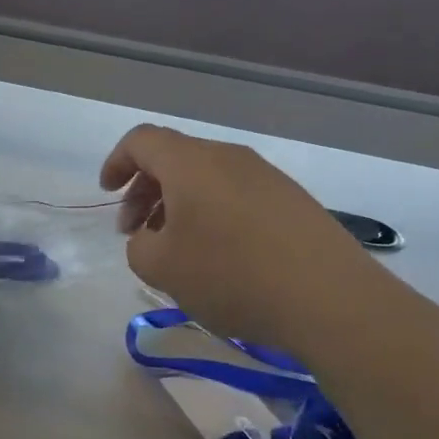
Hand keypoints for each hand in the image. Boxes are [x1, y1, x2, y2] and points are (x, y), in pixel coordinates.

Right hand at [100, 124, 406, 356]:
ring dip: (179, 204)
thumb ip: (139, 246)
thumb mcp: (161, 268)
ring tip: (175, 248)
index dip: (117, 162)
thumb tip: (151, 238)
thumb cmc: (231, 275)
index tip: (107, 193)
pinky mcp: (292, 201)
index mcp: (191, 162)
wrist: (330, 298)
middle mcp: (228, 157)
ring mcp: (266, 176)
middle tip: (135, 232)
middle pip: (174, 158)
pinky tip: (219, 255)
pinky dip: (212, 213)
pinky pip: (236, 194)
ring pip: (206, 178)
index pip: (142, 140)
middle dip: (145, 190)